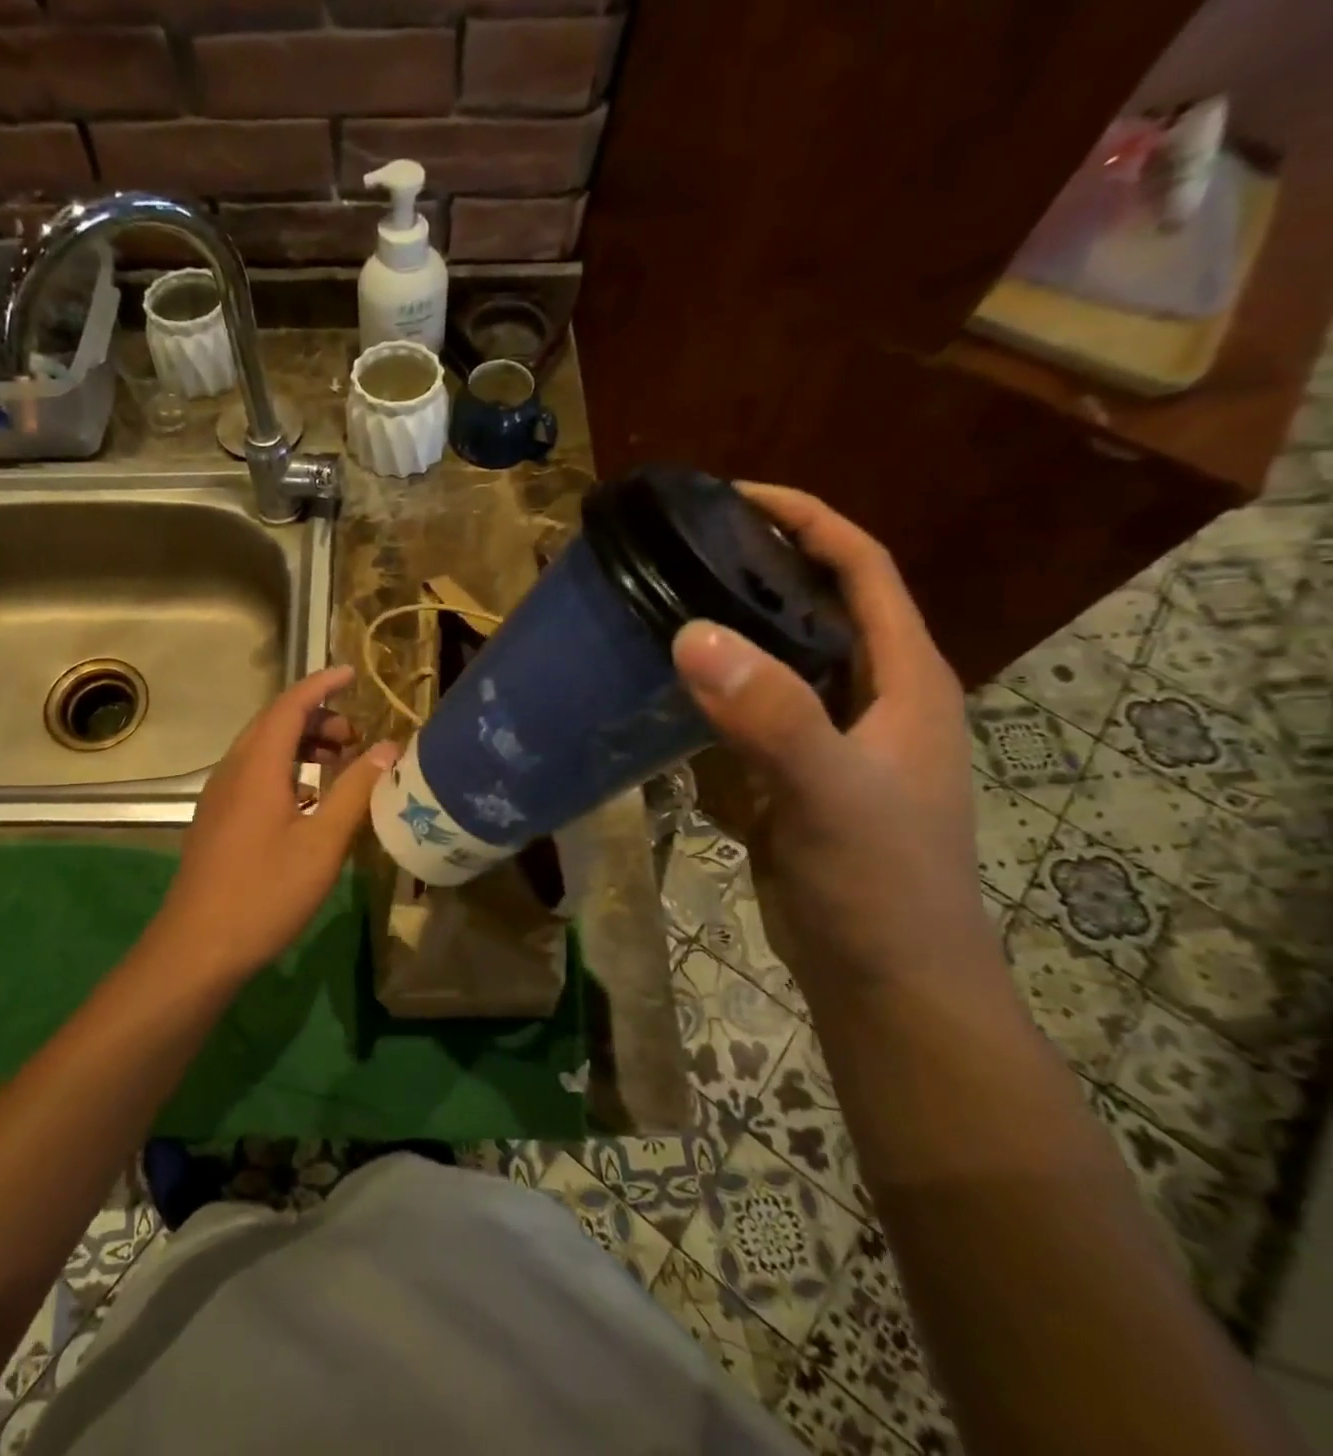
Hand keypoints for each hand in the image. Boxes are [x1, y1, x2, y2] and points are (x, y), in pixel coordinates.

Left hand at [146, 665, 397, 984]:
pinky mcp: (217, 820)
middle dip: (317, 718)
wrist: (197, 948)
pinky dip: (286, 769)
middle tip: (356, 736)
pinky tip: (308, 800)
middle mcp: (233, 771)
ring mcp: (220, 797)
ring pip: (262, 750)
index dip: (322, 684)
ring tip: (338, 763)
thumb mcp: (322, 843)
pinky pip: (254, 774)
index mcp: (257, 767)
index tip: (353, 673)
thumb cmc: (265, 893)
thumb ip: (355, 791)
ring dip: (301, 745)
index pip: (290, 705)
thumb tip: (388, 749)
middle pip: (274, 724)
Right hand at [672, 485, 1000, 1005]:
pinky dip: (708, 697)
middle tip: (678, 552)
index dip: (807, 520)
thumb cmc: (879, 886)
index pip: (861, 569)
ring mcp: (828, 741)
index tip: (733, 497)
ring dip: (727, 633)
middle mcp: (871, 698)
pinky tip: (660, 693)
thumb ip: (771, 716)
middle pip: (815, 607)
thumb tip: (691, 633)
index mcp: (903, 680)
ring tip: (659, 608)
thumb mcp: (831, 795)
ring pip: (776, 664)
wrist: (883, 983)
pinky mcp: (791, 779)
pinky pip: (746, 717)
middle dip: (756, 568)